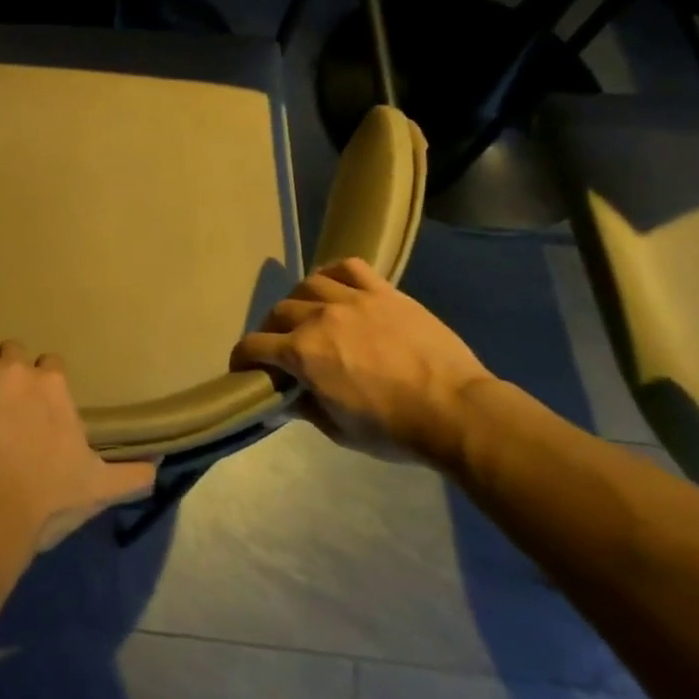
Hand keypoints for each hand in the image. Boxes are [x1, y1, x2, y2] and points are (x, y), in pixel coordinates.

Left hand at [0, 328, 157, 552]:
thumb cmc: (45, 501)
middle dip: (8, 367)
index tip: (35, 404)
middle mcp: (18, 368)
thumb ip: (132, 474)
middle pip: (14, 349)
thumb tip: (160, 467)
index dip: (42, 381)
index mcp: (53, 386)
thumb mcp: (98, 489)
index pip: (50, 364)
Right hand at [232, 258, 494, 466]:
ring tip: (307, 315)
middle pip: (277, 313)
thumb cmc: (394, 429)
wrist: (457, 411)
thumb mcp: (338, 430)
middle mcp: (319, 317)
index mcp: (302, 353)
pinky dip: (332, 274)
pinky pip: (347, 268)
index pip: (254, 346)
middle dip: (270, 332)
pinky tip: (334, 287)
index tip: (242, 368)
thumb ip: (304, 407)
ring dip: (299, 302)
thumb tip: (283, 397)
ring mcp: (353, 299)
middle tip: (280, 349)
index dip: (242, 358)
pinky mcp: (383, 291)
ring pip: (308, 285)